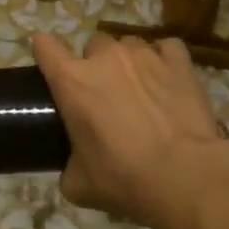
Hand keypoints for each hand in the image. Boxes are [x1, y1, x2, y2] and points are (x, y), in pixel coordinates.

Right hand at [31, 33, 228, 228]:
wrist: (184, 177)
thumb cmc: (123, 178)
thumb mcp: (78, 184)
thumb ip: (68, 165)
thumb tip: (73, 167)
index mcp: (71, 81)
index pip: (44, 46)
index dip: (44, 53)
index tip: (51, 68)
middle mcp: (105, 57)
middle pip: (93, 45)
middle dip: (96, 64)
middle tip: (106, 95)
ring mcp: (144, 55)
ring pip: (129, 44)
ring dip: (130, 62)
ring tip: (141, 88)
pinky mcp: (178, 62)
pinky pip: (167, 48)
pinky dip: (165, 60)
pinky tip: (168, 80)